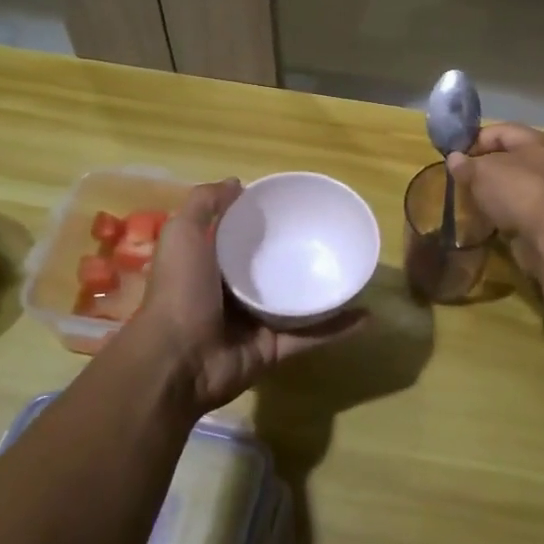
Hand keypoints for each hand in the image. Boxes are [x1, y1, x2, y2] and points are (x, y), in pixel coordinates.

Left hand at [130, 179, 359, 416]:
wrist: (178, 361)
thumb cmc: (181, 291)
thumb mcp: (183, 234)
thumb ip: (204, 204)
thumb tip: (237, 182)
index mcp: (211, 266)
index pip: (240, 239)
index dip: (261, 222)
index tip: (291, 206)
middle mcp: (233, 293)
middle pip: (271, 269)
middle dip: (295, 254)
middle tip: (330, 235)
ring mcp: (255, 323)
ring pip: (296, 302)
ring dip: (323, 290)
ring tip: (353, 270)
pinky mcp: (274, 349)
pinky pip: (311, 336)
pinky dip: (338, 329)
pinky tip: (366, 315)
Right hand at [445, 123, 543, 272]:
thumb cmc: (516, 190)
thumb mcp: (481, 172)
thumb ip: (465, 164)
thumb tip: (454, 159)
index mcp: (539, 141)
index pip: (501, 131)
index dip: (474, 142)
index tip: (456, 159)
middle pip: (510, 157)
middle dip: (484, 168)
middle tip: (463, 180)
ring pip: (516, 183)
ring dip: (494, 191)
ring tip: (472, 200)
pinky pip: (521, 205)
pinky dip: (504, 209)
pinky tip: (488, 218)